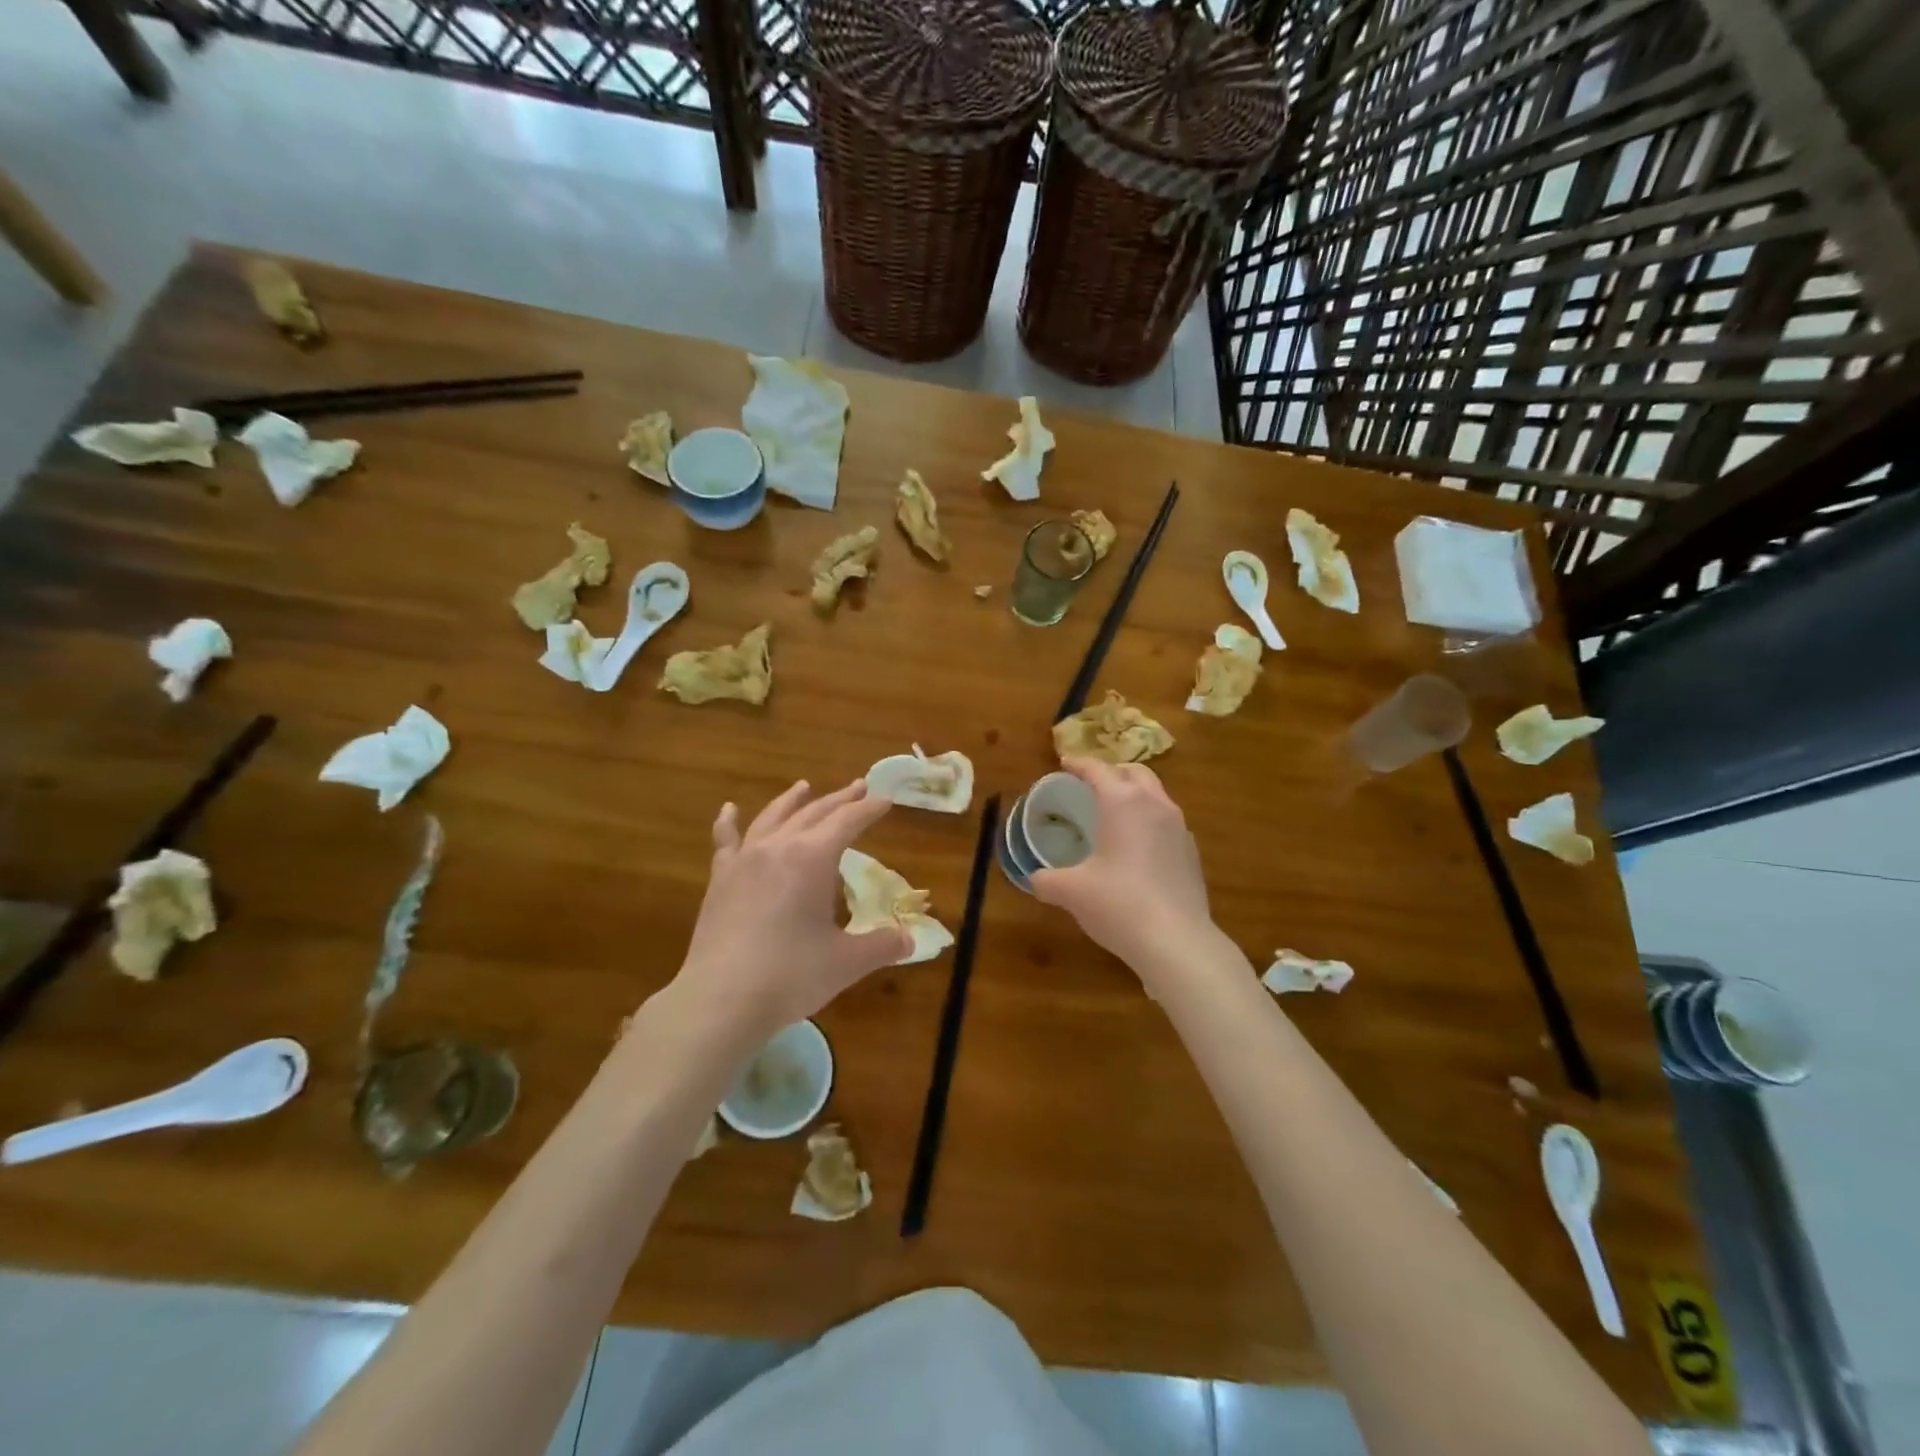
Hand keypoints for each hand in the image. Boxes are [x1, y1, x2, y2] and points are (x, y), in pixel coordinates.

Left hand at [673, 780, 911, 1043]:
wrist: (720, 1000)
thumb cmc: (790, 976)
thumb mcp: (846, 962)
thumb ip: (882, 946)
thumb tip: (910, 942)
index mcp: (813, 858)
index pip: (848, 821)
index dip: (869, 809)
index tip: (886, 800)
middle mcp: (778, 847)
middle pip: (813, 813)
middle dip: (840, 799)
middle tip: (859, 787)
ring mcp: (744, 861)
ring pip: (772, 818)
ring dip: (792, 801)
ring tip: (804, 787)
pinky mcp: (720, 880)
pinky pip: (726, 841)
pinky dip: (730, 822)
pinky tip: (729, 809)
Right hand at [1031, 758, 1214, 973]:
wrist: (1177, 941)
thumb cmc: (1118, 904)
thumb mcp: (1071, 892)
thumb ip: (1047, 880)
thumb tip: (1034, 878)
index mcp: (1122, 802)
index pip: (1098, 770)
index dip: (1079, 764)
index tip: (1065, 764)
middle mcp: (1154, 805)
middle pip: (1135, 772)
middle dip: (1113, 772)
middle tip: (1093, 784)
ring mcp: (1179, 827)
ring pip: (1156, 795)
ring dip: (1135, 794)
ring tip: (1116, 813)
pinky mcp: (1191, 852)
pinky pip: (1168, 822)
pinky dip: (1150, 821)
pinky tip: (1138, 846)